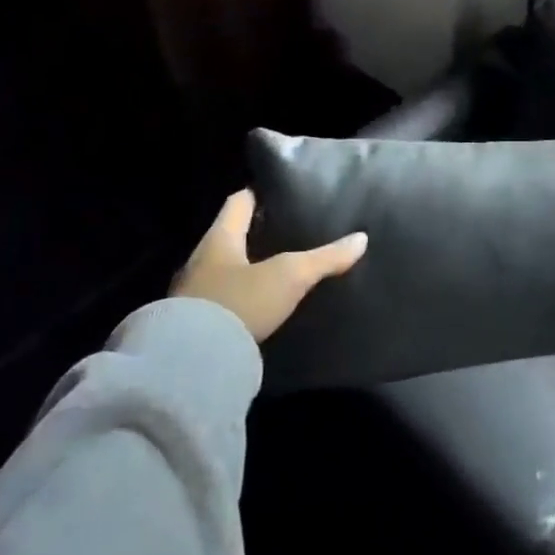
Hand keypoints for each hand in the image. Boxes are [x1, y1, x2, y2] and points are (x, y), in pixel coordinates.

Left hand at [170, 189, 366, 342]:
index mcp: (219, 239)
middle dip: (254, 234)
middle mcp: (200, 260)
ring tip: (277, 269)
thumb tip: (361, 238)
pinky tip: (259, 306)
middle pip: (229, 237)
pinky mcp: (194, 324)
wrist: (192, 362)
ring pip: (223, 271)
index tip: (277, 192)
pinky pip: (220, 300)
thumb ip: (325, 258)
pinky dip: (239, 298)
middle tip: (286, 232)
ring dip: (245, 269)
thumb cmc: (240, 302)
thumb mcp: (290, 276)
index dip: (257, 195)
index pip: (238, 203)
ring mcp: (193, 294)